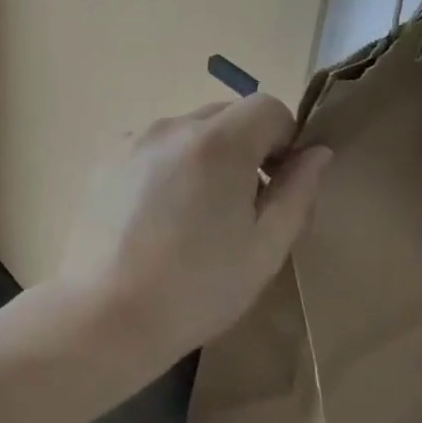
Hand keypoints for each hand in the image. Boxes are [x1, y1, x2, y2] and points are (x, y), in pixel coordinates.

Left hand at [56, 94, 331, 378]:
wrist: (105, 315)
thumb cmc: (197, 289)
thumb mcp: (265, 249)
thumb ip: (297, 192)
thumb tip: (316, 153)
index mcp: (218, 142)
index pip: (268, 107)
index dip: (284, 139)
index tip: (278, 183)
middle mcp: (172, 126)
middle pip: (226, 114)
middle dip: (246, 147)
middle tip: (240, 205)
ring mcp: (133, 140)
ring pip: (188, 130)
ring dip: (205, 155)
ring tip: (194, 215)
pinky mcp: (105, 159)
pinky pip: (153, 147)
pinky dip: (168, 166)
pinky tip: (157, 216)